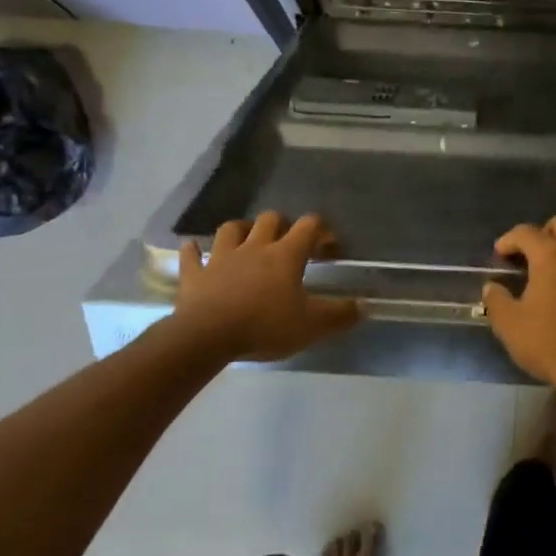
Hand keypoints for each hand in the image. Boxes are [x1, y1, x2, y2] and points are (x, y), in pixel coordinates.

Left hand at [175, 212, 358, 361]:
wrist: (207, 336)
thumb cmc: (265, 326)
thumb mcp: (311, 325)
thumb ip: (339, 315)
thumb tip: (363, 307)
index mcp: (285, 255)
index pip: (309, 226)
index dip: (322, 231)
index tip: (329, 247)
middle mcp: (255, 247)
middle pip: (270, 219)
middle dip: (282, 225)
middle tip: (288, 243)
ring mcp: (221, 257)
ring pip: (231, 229)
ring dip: (241, 230)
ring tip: (247, 240)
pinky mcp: (195, 274)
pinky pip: (191, 256)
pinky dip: (193, 251)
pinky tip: (193, 249)